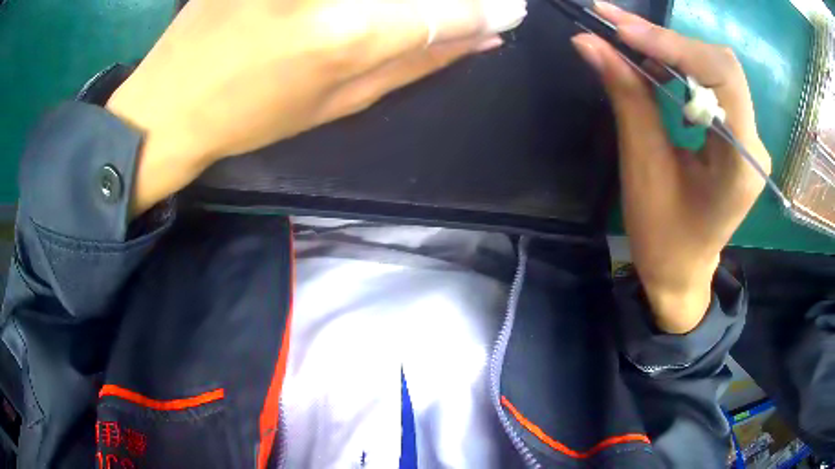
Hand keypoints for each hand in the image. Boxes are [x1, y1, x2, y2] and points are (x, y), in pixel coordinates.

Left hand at [107, 0, 524, 214]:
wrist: (169, 101)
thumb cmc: (250, 116)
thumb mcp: (337, 104)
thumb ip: (417, 63)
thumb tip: (482, 38)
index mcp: (347, 34)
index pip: (446, 10)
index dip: (487, 8)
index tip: (509, 9)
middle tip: (468, 5)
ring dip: (402, 2)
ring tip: (374, 23)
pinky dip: (361, 0)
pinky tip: (347, 14)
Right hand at [571, 3, 768, 332]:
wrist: (683, 271)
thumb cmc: (664, 237)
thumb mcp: (644, 169)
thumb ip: (627, 98)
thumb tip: (591, 44)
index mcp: (741, 163)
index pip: (721, 76)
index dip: (673, 44)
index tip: (620, 30)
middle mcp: (754, 143)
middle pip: (720, 65)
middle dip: (668, 40)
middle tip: (614, 25)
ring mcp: (747, 137)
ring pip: (716, 69)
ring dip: (671, 48)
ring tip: (624, 40)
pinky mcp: (736, 133)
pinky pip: (711, 84)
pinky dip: (679, 65)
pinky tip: (651, 64)